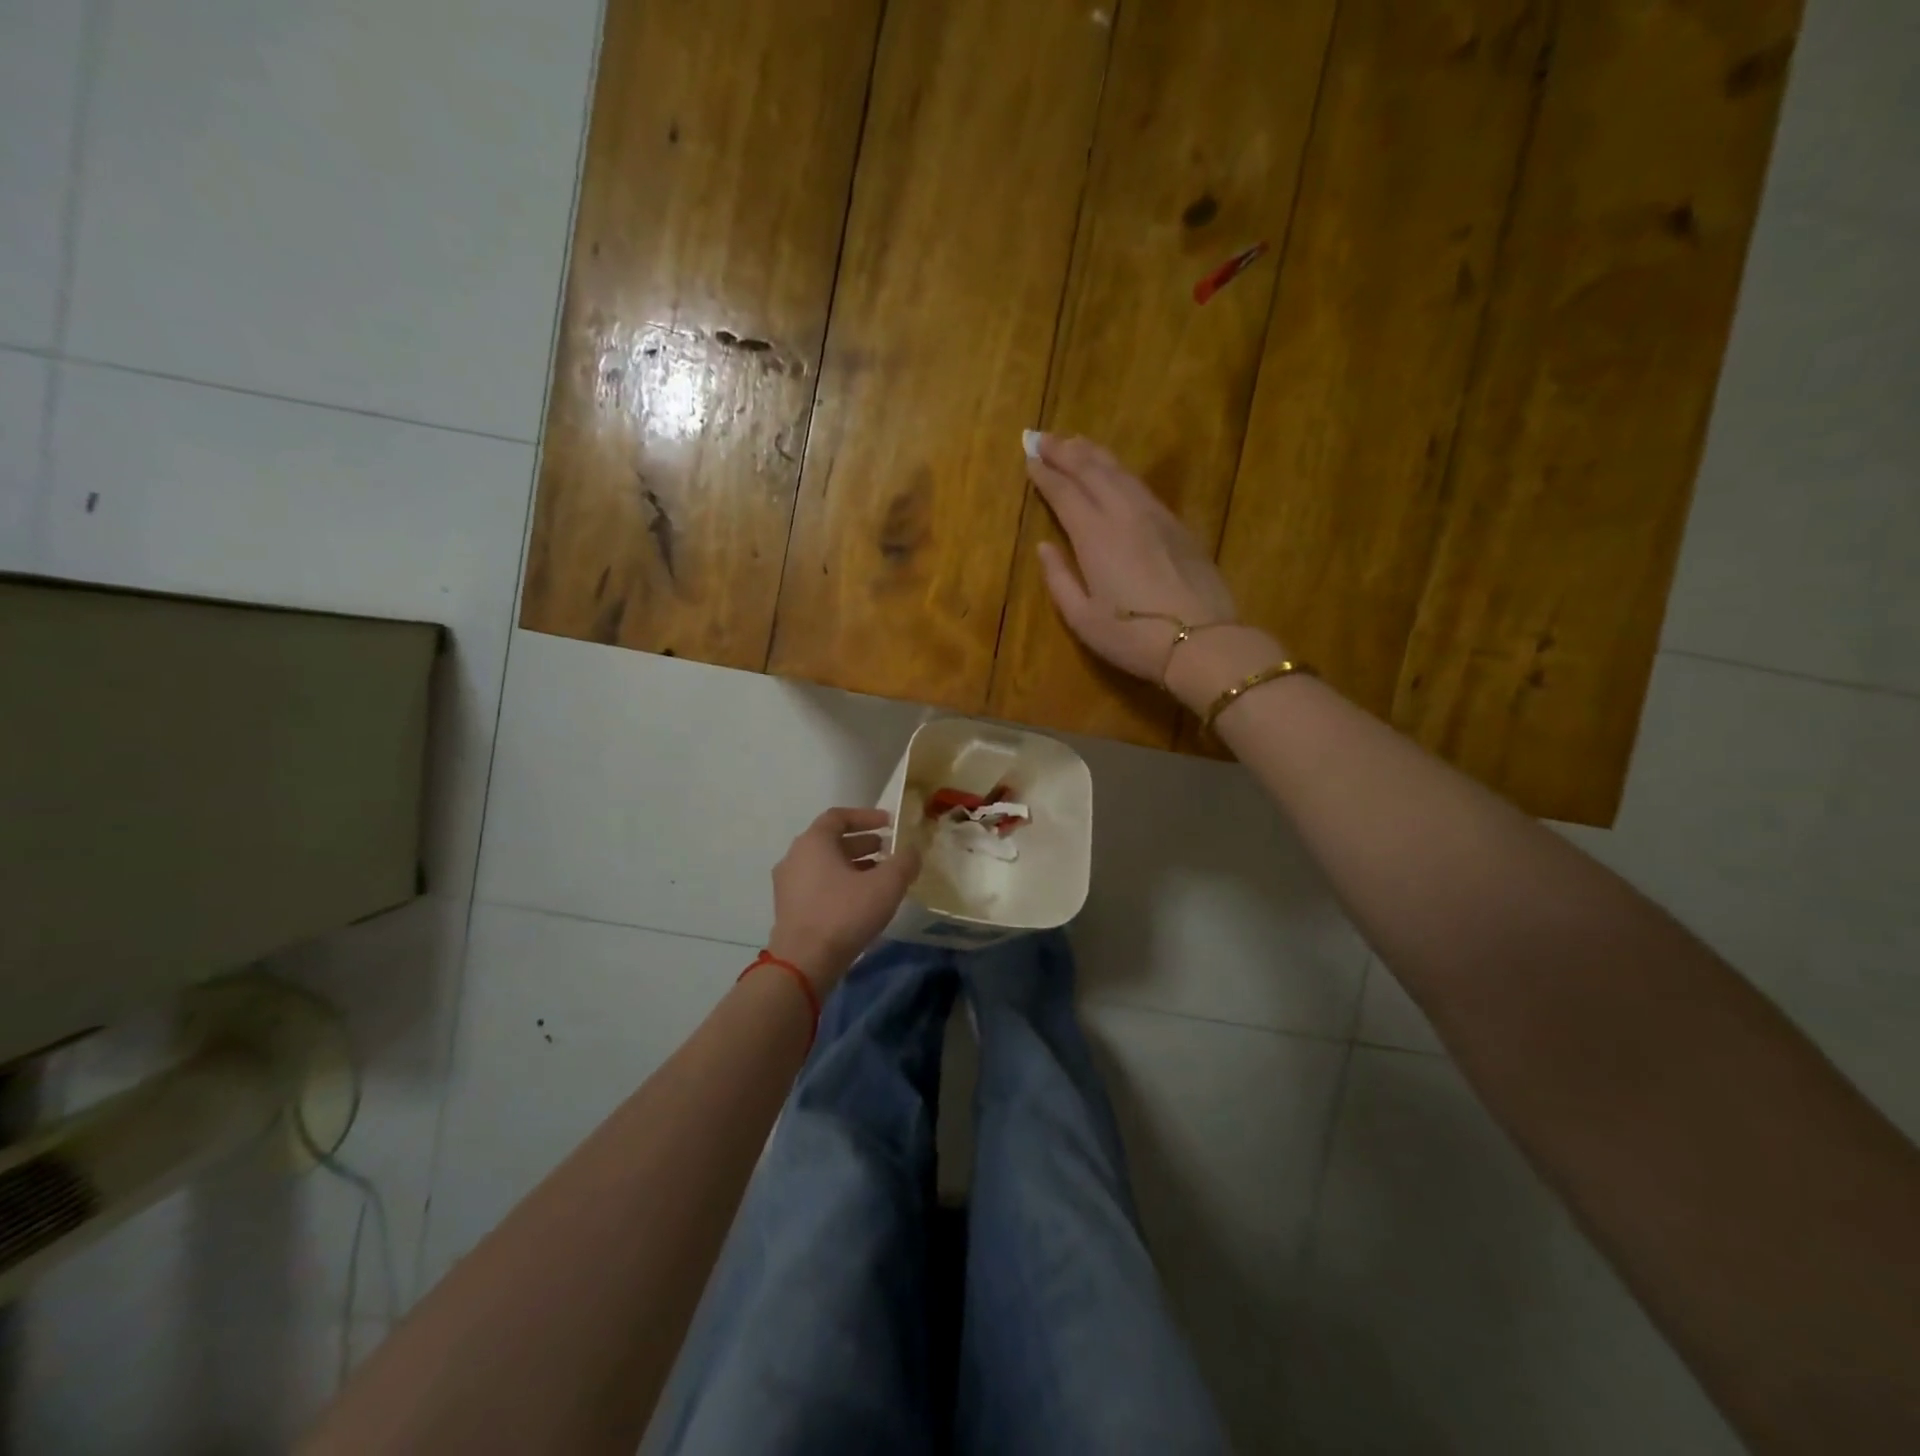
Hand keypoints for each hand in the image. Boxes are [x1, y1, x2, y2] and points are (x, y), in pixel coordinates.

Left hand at [766, 808, 921, 992]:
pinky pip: (818, 885)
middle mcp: (795, 857)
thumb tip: (913, 851)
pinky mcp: (789, 909)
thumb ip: (904, 862)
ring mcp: (788, 884)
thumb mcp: (886, 885)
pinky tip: (862, 901)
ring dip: (853, 865)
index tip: (889, 824)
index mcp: (813, 842)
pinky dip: (840, 884)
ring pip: (825, 865)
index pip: (839, 816)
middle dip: (863, 843)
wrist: (804, 962)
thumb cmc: (844, 914)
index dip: (867, 817)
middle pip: (831, 841)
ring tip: (880, 877)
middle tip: (889, 851)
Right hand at [1027, 435, 1250, 688]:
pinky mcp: (1177, 525)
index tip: (1029, 458)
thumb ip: (1059, 579)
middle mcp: (1123, 514)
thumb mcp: (1082, 619)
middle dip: (1064, 451)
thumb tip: (1044, 547)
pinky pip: (1141, 486)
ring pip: (1120, 472)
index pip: (1064, 492)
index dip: (1044, 474)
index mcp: (1094, 536)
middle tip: (1042, 437)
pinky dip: (1121, 471)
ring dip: (1093, 453)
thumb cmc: (1133, 637)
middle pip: (1091, 470)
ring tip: (1075, 442)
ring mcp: (1155, 516)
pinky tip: (1115, 472)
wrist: (1202, 641)